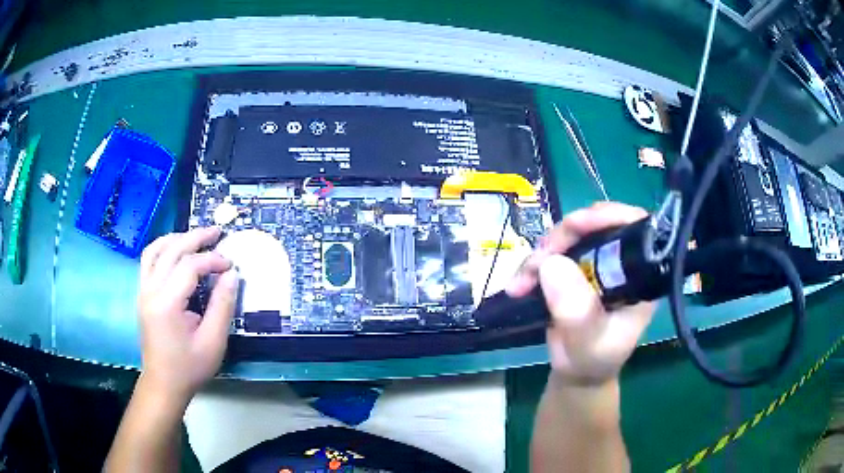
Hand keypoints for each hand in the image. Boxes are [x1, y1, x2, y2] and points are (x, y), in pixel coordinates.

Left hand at [137, 227, 237, 402]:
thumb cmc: (189, 367)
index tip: (230, 265)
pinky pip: (149, 260)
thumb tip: (231, 275)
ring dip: (176, 238)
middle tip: (217, 232)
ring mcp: (143, 291)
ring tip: (196, 237)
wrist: (163, 384)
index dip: (212, 260)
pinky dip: (163, 248)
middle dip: (196, 237)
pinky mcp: (142, 294)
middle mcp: (150, 290)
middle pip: (171, 250)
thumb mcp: (213, 341)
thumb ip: (222, 305)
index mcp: (167, 303)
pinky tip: (176, 251)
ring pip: (155, 249)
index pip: (189, 266)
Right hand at [507, 202, 655, 384]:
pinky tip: (520, 283)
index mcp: (639, 276)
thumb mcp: (588, 343)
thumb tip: (552, 263)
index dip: (609, 216)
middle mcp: (622, 262)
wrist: (576, 371)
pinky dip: (533, 263)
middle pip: (598, 224)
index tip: (577, 226)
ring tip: (522, 283)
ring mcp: (597, 263)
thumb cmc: (592, 360)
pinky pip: (554, 251)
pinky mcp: (575, 267)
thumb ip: (577, 312)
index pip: (635, 227)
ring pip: (571, 235)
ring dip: (543, 252)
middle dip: (565, 235)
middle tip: (540, 259)